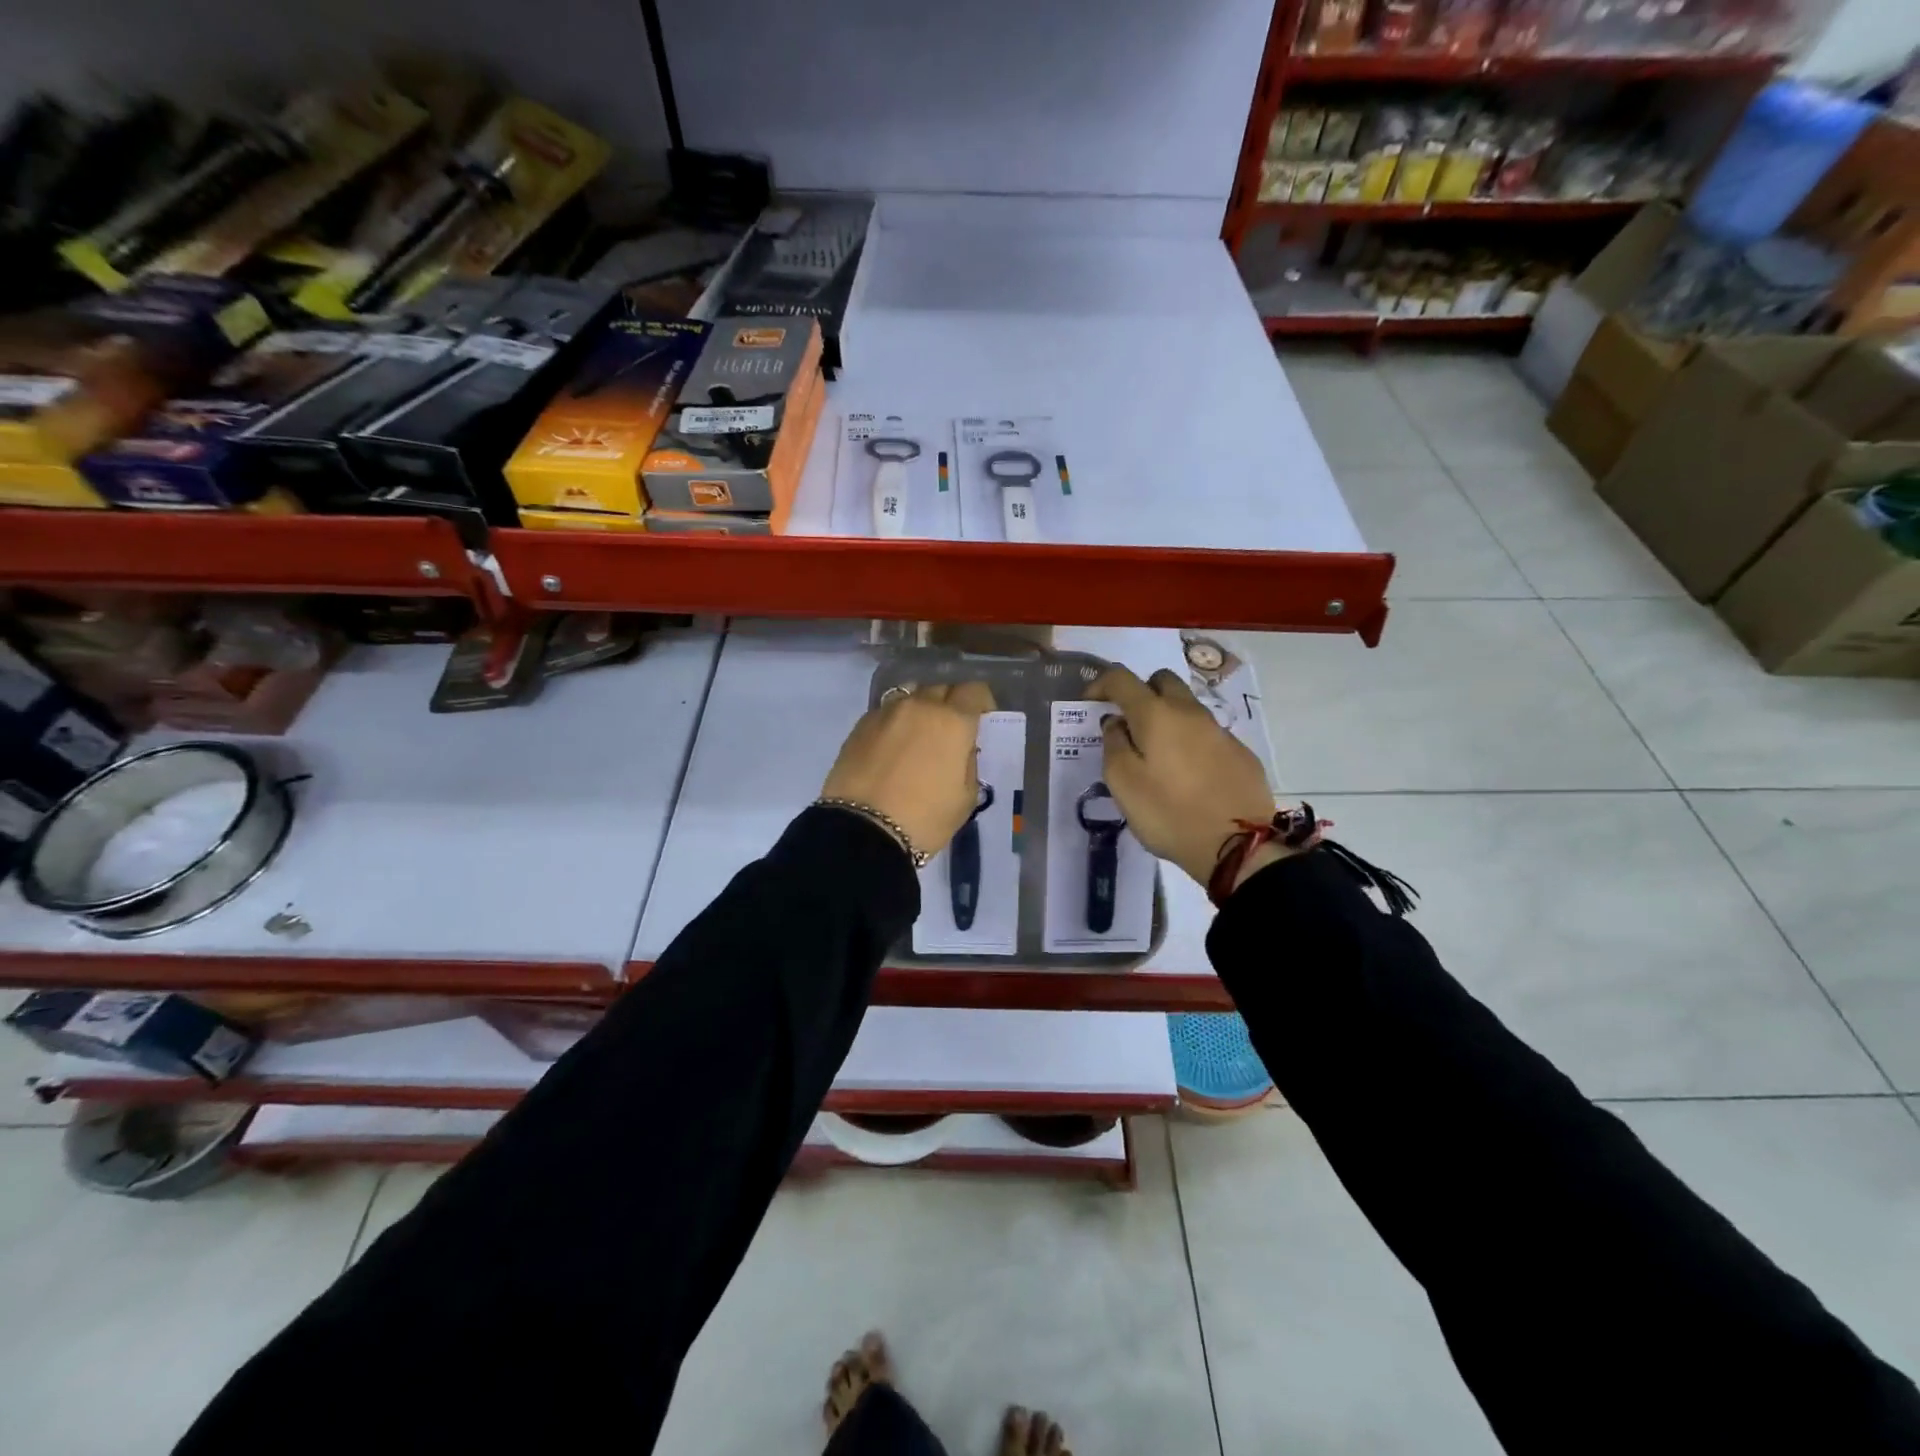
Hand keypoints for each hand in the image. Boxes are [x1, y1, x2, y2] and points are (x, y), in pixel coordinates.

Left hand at [822, 682, 995, 857]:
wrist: (862, 830)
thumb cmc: (924, 818)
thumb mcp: (965, 798)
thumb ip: (968, 763)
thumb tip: (960, 749)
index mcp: (953, 721)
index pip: (974, 691)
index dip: (981, 703)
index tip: (980, 723)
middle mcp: (920, 706)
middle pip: (942, 688)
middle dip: (951, 704)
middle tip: (950, 733)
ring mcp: (886, 712)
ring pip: (911, 695)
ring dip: (921, 708)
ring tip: (919, 736)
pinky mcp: (860, 725)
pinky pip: (887, 712)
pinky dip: (896, 722)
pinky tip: (892, 748)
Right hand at [1090, 665, 1281, 888]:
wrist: (1237, 845)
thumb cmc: (1168, 813)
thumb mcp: (1123, 784)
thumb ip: (1113, 745)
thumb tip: (1116, 723)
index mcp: (1156, 715)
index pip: (1122, 679)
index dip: (1100, 684)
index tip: (1090, 703)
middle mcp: (1189, 712)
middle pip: (1162, 681)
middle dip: (1141, 692)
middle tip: (1129, 724)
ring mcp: (1219, 731)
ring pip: (1187, 707)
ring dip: (1167, 718)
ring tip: (1157, 754)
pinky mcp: (1240, 753)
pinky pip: (1207, 734)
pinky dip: (1190, 742)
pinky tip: (1188, 775)